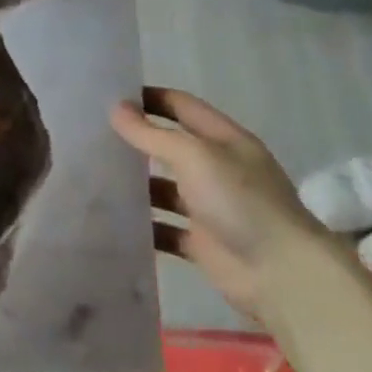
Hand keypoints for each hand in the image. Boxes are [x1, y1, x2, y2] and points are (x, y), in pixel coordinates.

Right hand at [111, 87, 329, 313]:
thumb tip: (116, 108)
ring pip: (162, 189)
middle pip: (170, 147)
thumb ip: (152, 134)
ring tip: (89, 176)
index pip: (183, 107)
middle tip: (89, 135)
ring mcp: (209, 207)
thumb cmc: (241, 202)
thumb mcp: (195, 156)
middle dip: (135, 141)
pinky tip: (107, 219)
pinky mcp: (200, 242)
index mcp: (225, 141)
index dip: (149, 98)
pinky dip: (140, 225)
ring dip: (133, 185)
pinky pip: (162, 228)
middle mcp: (218, 170)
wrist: (282, 275)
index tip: (108, 96)